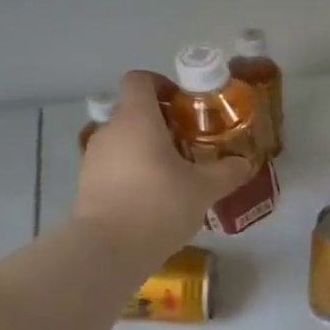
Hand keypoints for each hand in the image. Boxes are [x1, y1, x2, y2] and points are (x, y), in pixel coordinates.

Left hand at [73, 71, 252, 262]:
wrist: (107, 250)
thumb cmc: (158, 204)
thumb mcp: (203, 189)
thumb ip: (225, 172)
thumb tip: (244, 163)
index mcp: (136, 118)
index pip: (139, 80)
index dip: (161, 84)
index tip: (182, 103)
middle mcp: (109, 130)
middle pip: (133, 112)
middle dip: (160, 123)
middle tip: (187, 143)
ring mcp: (93, 158)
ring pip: (122, 141)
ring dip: (145, 150)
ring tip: (172, 175)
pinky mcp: (86, 185)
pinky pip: (113, 167)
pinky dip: (131, 173)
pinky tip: (152, 198)